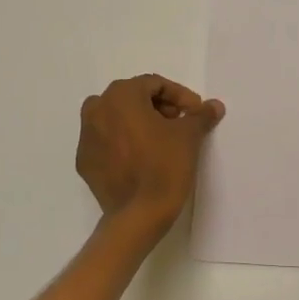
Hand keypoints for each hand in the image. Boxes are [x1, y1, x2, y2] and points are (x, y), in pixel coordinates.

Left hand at [76, 74, 224, 234]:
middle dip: (158, 107)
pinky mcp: (84, 161)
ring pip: (116, 118)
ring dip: (138, 123)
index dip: (179, 96)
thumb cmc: (165, 165)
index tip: (195, 113)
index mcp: (121, 96)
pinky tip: (141, 159)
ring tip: (160, 140)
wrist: (139, 214)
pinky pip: (106, 141)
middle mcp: (97, 109)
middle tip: (179, 124)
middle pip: (132, 98)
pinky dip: (123, 143)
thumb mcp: (189, 136)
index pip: (154, 85)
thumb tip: (214, 106)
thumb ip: (200, 115)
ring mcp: (86, 137)